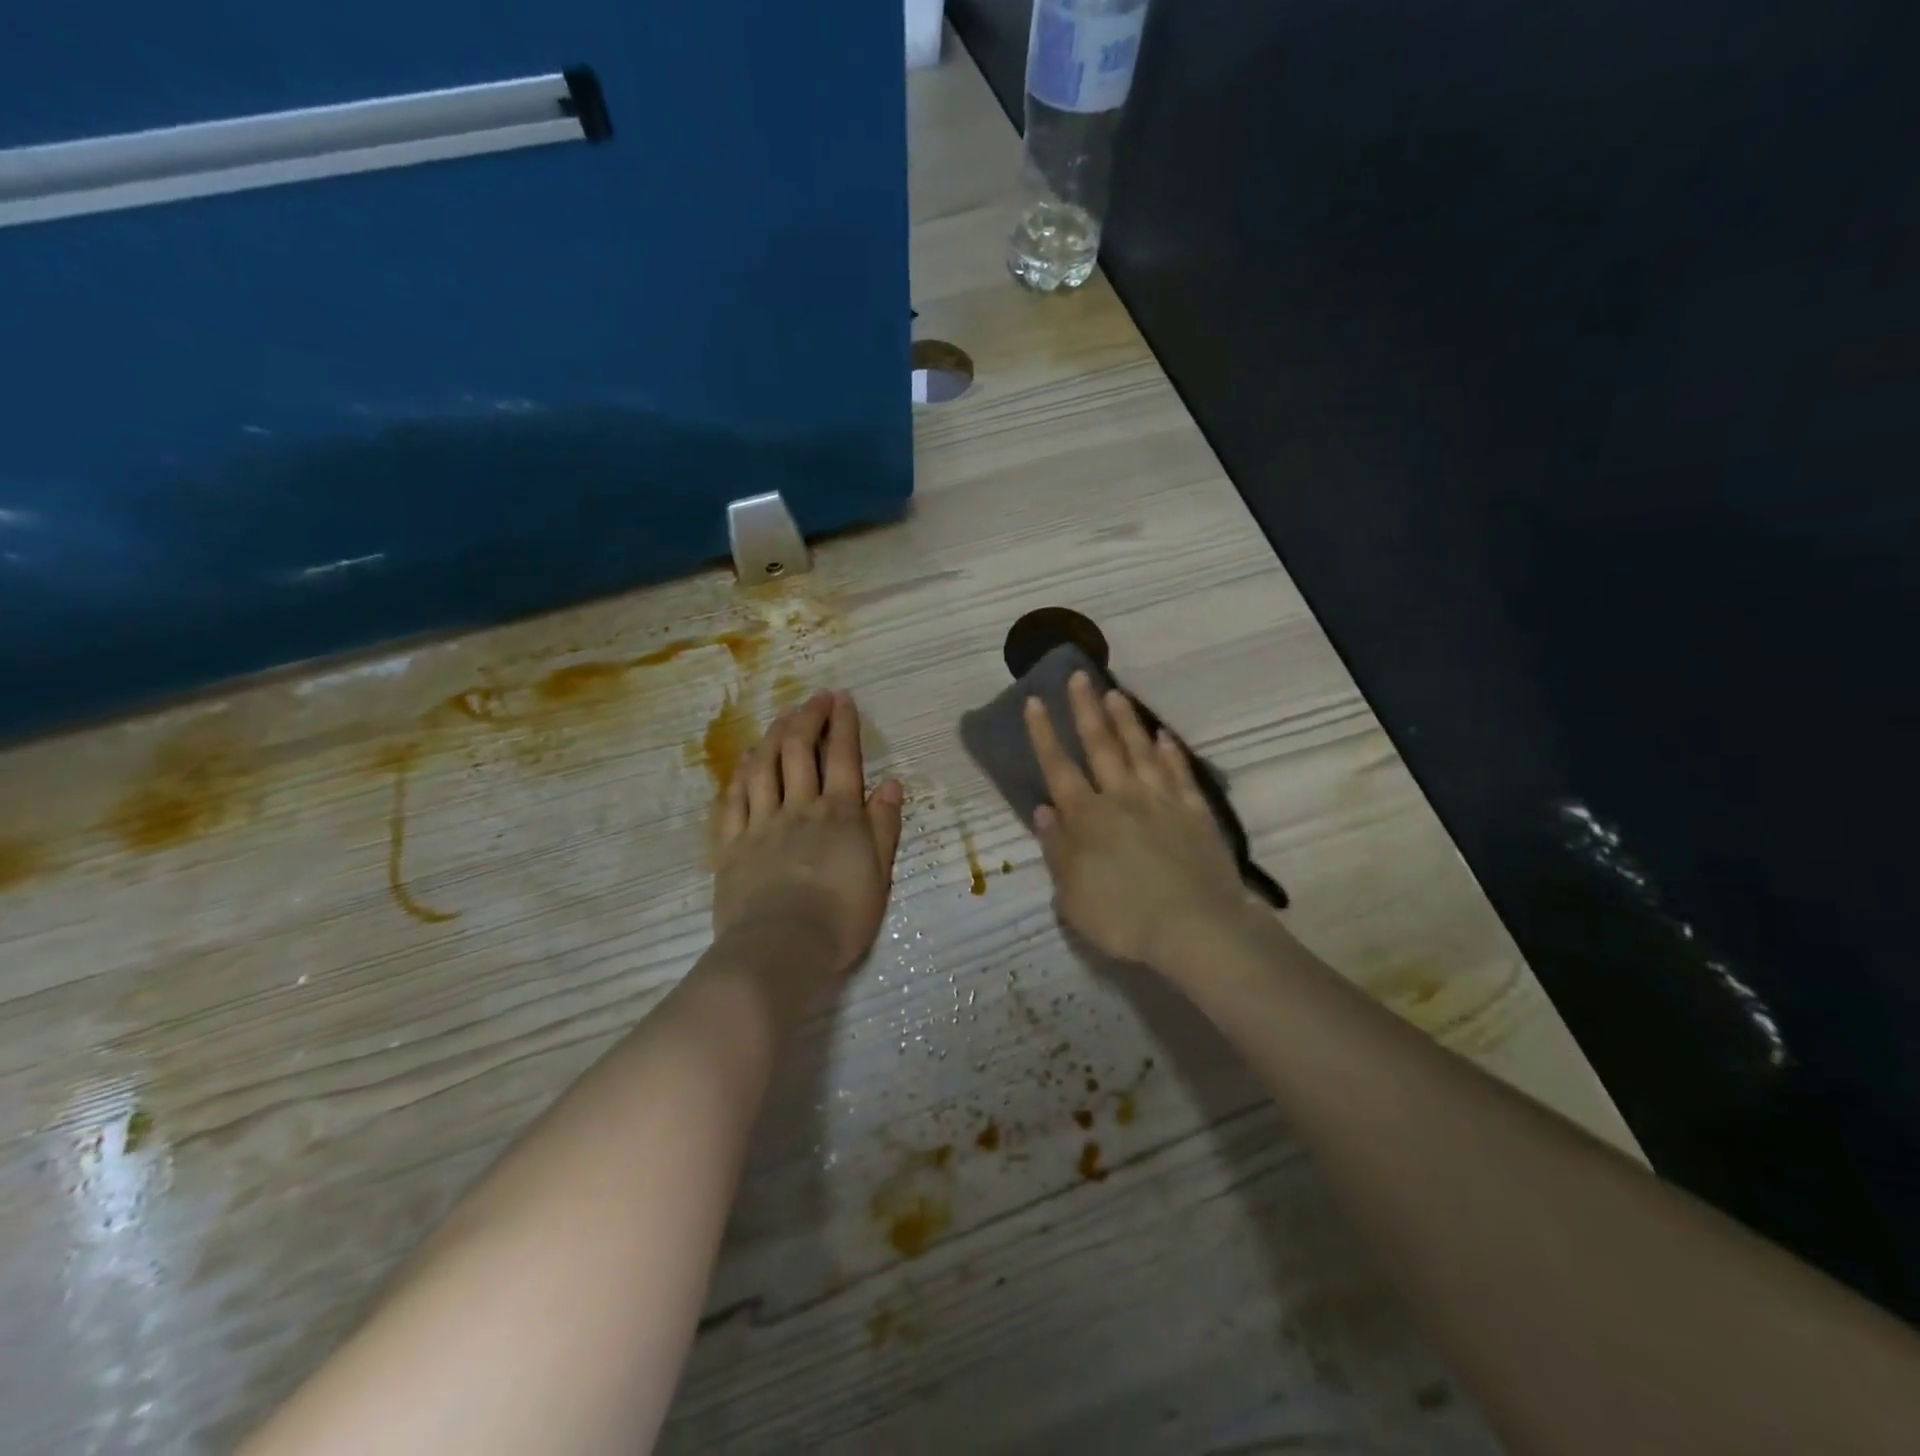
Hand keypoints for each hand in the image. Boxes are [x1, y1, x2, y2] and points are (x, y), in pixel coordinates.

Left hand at [712, 691, 904, 985]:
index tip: (842, 698)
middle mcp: (800, 807)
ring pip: (765, 766)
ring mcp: (761, 823)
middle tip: (814, 698)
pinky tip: (746, 760)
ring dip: (774, 736)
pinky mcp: (732, 844)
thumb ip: (884, 826)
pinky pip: (734, 799)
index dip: (843, 723)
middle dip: (808, 717)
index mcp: (839, 814)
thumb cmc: (841, 917)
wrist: (782, 948)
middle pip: (800, 750)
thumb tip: (891, 783)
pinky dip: (741, 774)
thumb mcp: (879, 874)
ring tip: (781, 717)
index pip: (843, 757)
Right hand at [1025, 671, 1260, 970]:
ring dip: (1125, 720)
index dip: (1043, 734)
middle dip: (1085, 709)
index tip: (1035, 701)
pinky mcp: (1194, 813)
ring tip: (1115, 692)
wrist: (1195, 928)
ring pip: (1139, 751)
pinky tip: (1163, 736)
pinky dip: (1170, 752)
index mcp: (1086, 818)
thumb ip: (1056, 849)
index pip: (1058, 767)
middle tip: (1079, 675)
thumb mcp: (1072, 895)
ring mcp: (1161, 801)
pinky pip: (1179, 773)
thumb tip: (1043, 810)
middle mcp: (1121, 798)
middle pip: (1100, 745)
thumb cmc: (1122, 918)